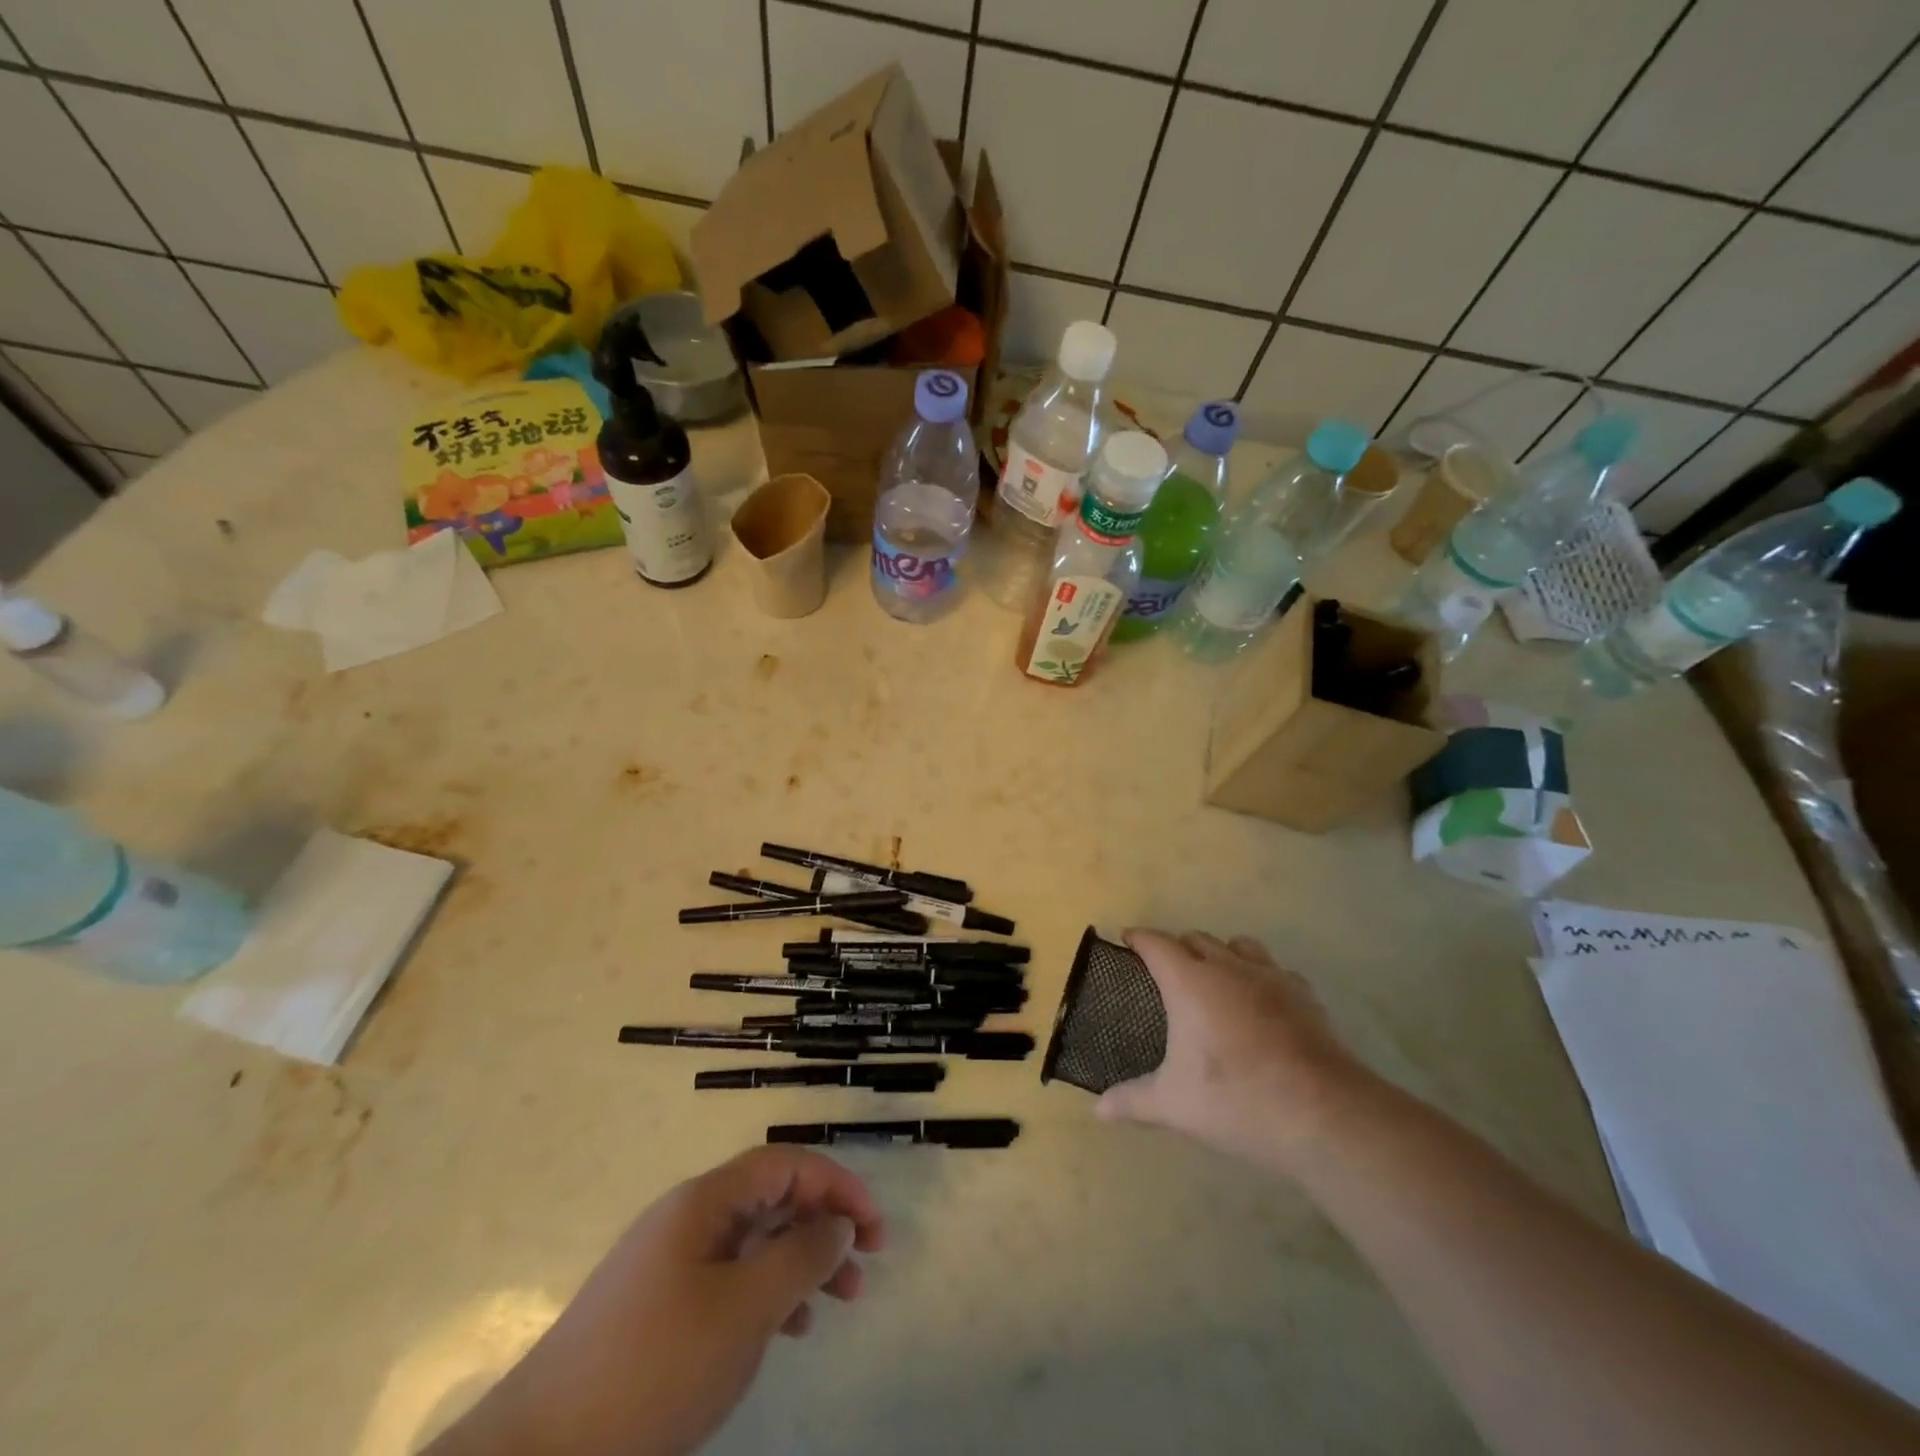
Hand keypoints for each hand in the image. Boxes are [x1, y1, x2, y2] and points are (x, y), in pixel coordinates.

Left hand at [429, 1146, 884, 1455]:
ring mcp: (670, 1264)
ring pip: (755, 1241)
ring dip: (801, 1262)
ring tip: (839, 1303)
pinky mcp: (658, 1309)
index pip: (786, 1164)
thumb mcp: (743, 1310)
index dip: (837, 1185)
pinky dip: (768, 1294)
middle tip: (865, 1267)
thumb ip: (800, 1256)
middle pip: (773, 1198)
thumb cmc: (653, 1368)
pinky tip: (789, 1330)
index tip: (874, 1228)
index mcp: (705, 1201)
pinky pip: (730, 1279)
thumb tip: (838, 1223)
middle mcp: (688, 1218)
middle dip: (824, 1224)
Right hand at [1097, 929, 1371, 1172]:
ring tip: (1215, 979)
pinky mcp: (1305, 996)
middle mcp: (1229, 967)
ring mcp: (1271, 978)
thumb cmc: (1236, 1099)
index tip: (1127, 940)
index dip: (1139, 938)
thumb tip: (1099, 1110)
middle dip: (1177, 947)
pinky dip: (1261, 977)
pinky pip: (1276, 970)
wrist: (1323, 1114)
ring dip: (1221, 953)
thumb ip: (1133, 1101)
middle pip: (1197, 938)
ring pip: (1240, 945)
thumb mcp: (1175, 1105)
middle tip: (1166, 972)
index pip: (1157, 944)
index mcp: (1190, 982)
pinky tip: (1262, 1004)